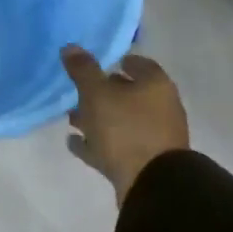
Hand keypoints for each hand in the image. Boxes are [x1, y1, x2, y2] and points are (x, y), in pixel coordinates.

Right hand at [61, 47, 189, 203]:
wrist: (151, 184)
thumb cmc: (125, 128)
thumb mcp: (96, 93)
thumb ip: (83, 69)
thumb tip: (71, 47)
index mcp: (156, 85)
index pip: (137, 63)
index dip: (115, 60)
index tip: (93, 64)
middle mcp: (161, 107)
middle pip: (128, 93)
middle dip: (102, 92)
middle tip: (76, 92)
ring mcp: (155, 136)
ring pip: (121, 120)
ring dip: (97, 119)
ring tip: (71, 119)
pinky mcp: (145, 161)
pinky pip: (117, 145)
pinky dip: (98, 142)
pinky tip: (75, 143)